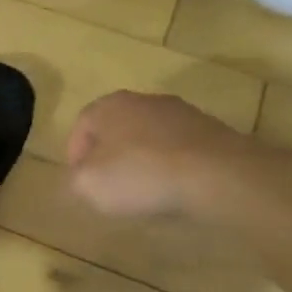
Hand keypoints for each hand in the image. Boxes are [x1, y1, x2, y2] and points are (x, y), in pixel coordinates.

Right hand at [65, 90, 249, 219]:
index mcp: (108, 105)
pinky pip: (179, 149)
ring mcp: (181, 113)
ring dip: (143, 159)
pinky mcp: (211, 131)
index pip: (81, 125)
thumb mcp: (88, 184)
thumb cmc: (140, 174)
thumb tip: (80, 178)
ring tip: (144, 191)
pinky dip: (172, 166)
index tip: (80, 181)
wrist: (216, 175)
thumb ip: (74, 179)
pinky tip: (175, 189)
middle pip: (116, 128)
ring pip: (149, 137)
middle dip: (110, 155)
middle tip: (109, 185)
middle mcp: (143, 100)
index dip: (76, 155)